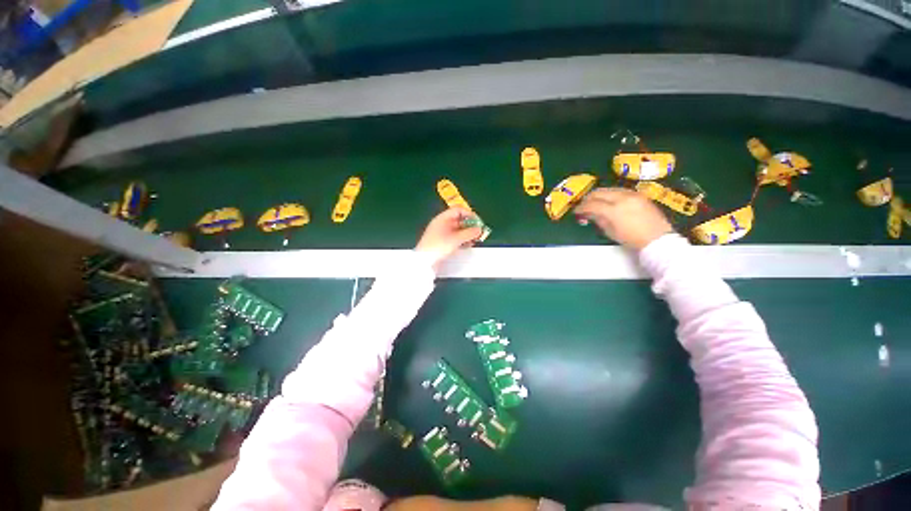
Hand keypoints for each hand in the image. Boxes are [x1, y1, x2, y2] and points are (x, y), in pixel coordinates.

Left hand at [415, 208, 483, 269]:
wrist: (425, 261)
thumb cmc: (439, 246)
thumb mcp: (456, 239)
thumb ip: (469, 233)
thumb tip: (479, 229)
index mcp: (443, 218)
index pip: (459, 210)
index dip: (469, 214)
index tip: (478, 222)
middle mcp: (442, 223)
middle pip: (459, 220)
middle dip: (470, 225)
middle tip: (479, 232)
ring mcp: (442, 233)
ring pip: (458, 229)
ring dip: (467, 233)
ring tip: (475, 240)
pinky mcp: (442, 242)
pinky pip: (455, 237)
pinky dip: (462, 239)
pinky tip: (468, 244)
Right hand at [574, 187, 673, 249]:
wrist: (658, 239)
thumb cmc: (632, 239)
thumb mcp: (610, 231)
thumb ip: (597, 219)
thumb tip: (588, 213)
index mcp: (614, 210)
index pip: (592, 204)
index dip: (581, 208)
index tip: (576, 212)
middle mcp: (622, 198)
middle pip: (599, 192)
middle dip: (588, 198)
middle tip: (583, 206)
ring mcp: (632, 194)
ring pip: (609, 189)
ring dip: (599, 195)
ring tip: (595, 203)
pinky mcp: (639, 194)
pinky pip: (619, 191)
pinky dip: (610, 195)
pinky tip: (609, 202)